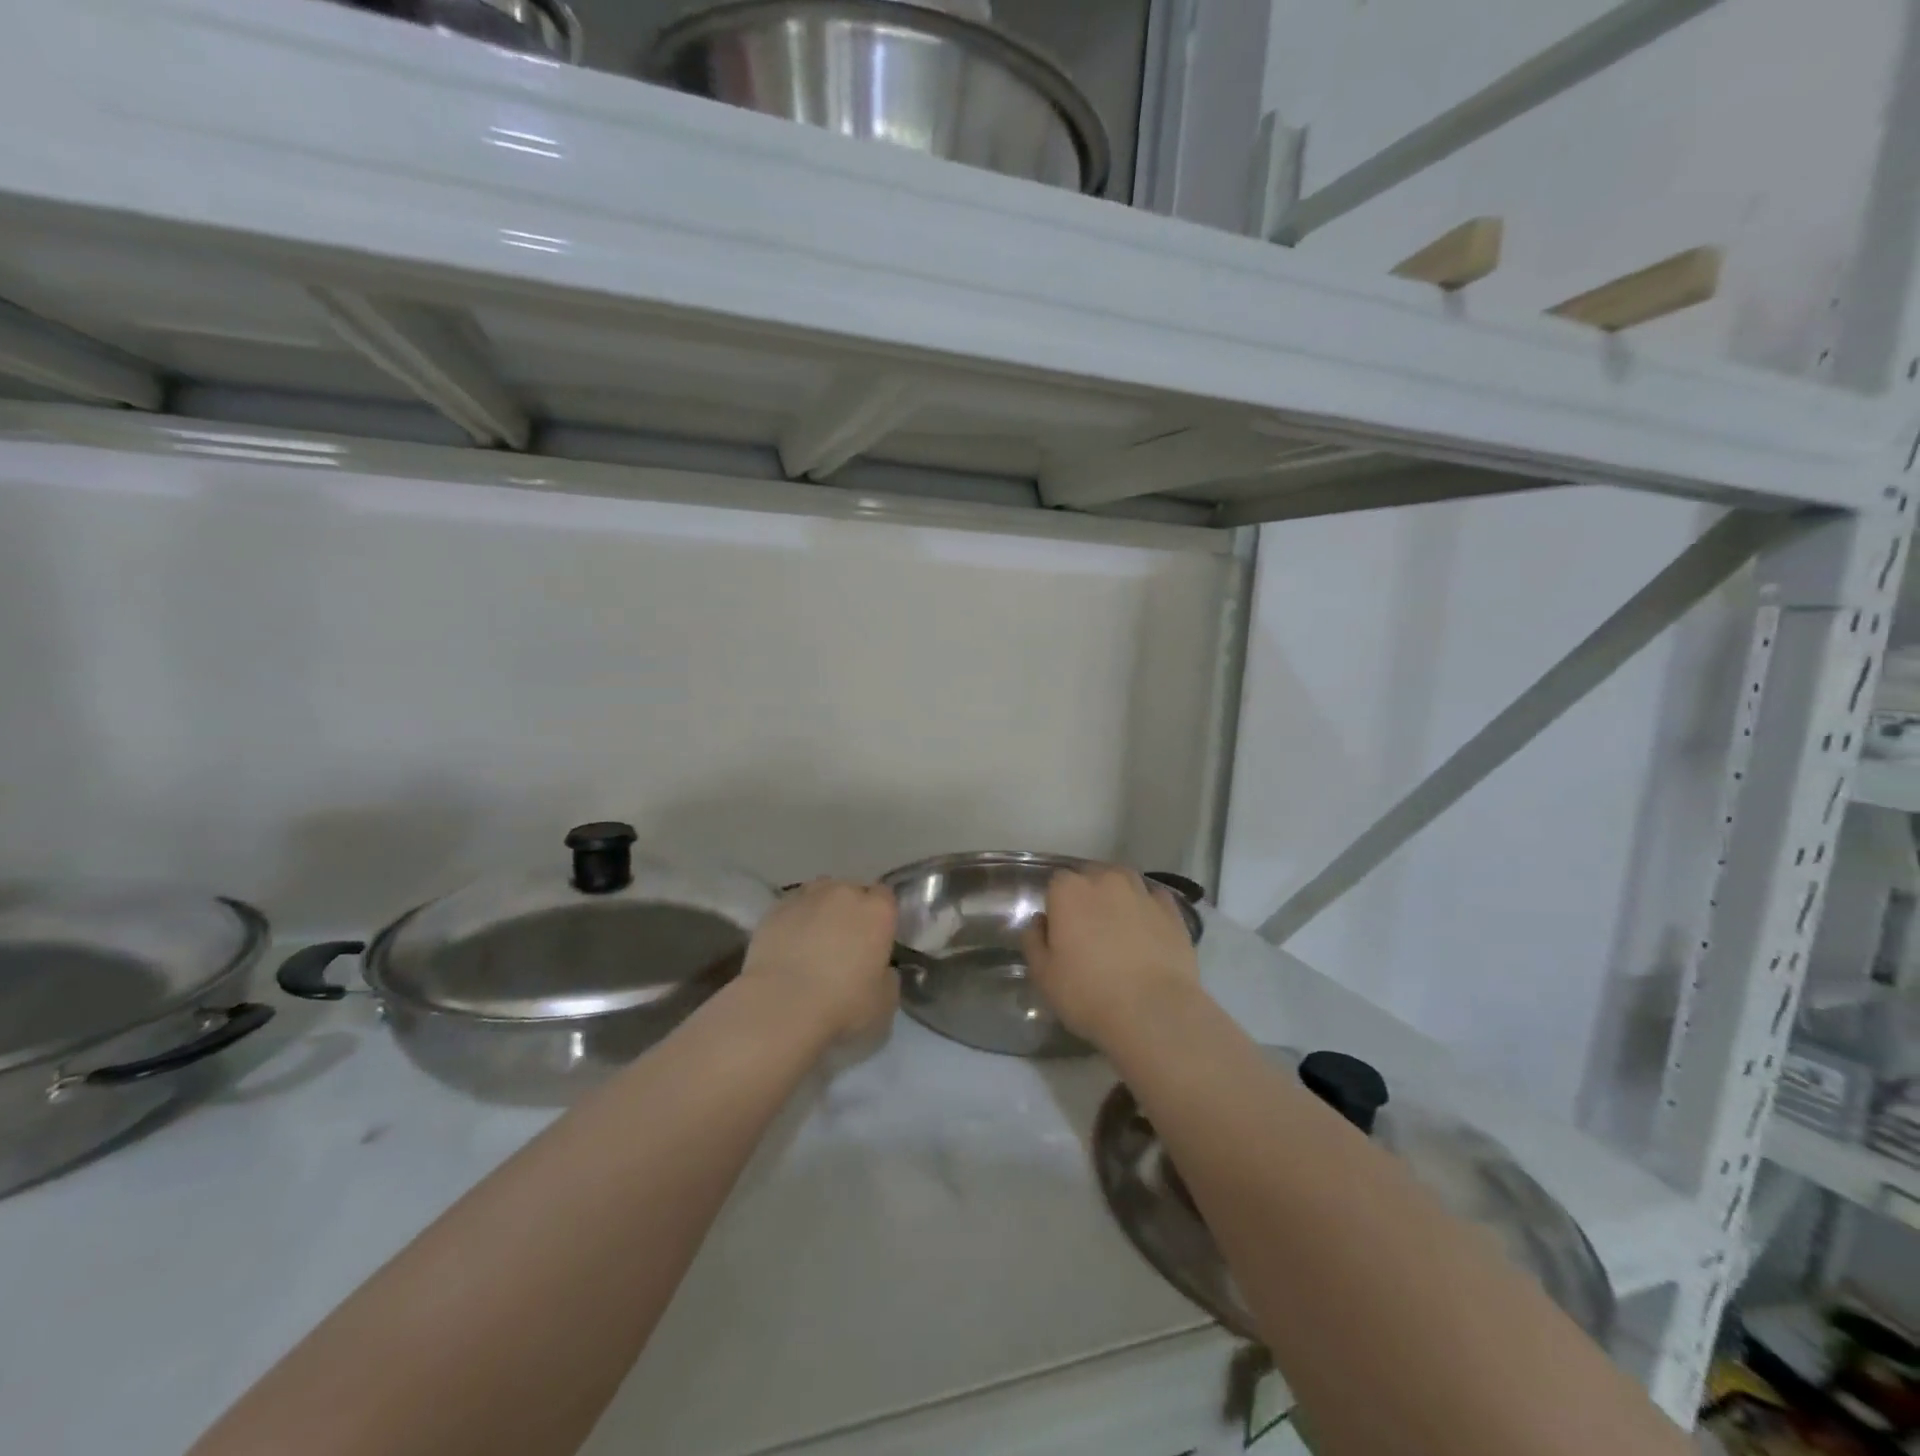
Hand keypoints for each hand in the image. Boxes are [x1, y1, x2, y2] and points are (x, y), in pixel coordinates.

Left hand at [740, 878, 898, 1044]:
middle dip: (851, 910)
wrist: (781, 1007)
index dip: (881, 916)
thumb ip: (888, 976)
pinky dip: (794, 920)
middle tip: (844, 943)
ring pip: (820, 893)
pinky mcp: (775, 909)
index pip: (886, 897)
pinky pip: (792, 908)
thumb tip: (880, 969)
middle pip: (852, 891)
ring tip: (814, 940)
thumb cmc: (842, 1005)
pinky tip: (788, 945)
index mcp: (877, 911)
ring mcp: (807, 897)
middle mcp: (844, 893)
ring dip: (822, 910)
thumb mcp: (885, 1002)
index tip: (875, 938)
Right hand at [1022, 866, 1200, 1052]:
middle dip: (1087, 896)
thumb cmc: (1088, 994)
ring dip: (1117, 897)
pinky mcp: (1172, 911)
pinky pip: (1154, 900)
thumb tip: (1040, 922)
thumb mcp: (1043, 975)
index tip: (1059, 931)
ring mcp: (1142, 893)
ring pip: (1124, 882)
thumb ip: (1034, 941)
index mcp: (1069, 891)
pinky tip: (1147, 931)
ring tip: (1118, 927)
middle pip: (1091, 877)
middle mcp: (1106, 880)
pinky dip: (1148, 909)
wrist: (1154, 1012)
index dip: (1057, 905)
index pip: (1056, 883)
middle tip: (1088, 931)